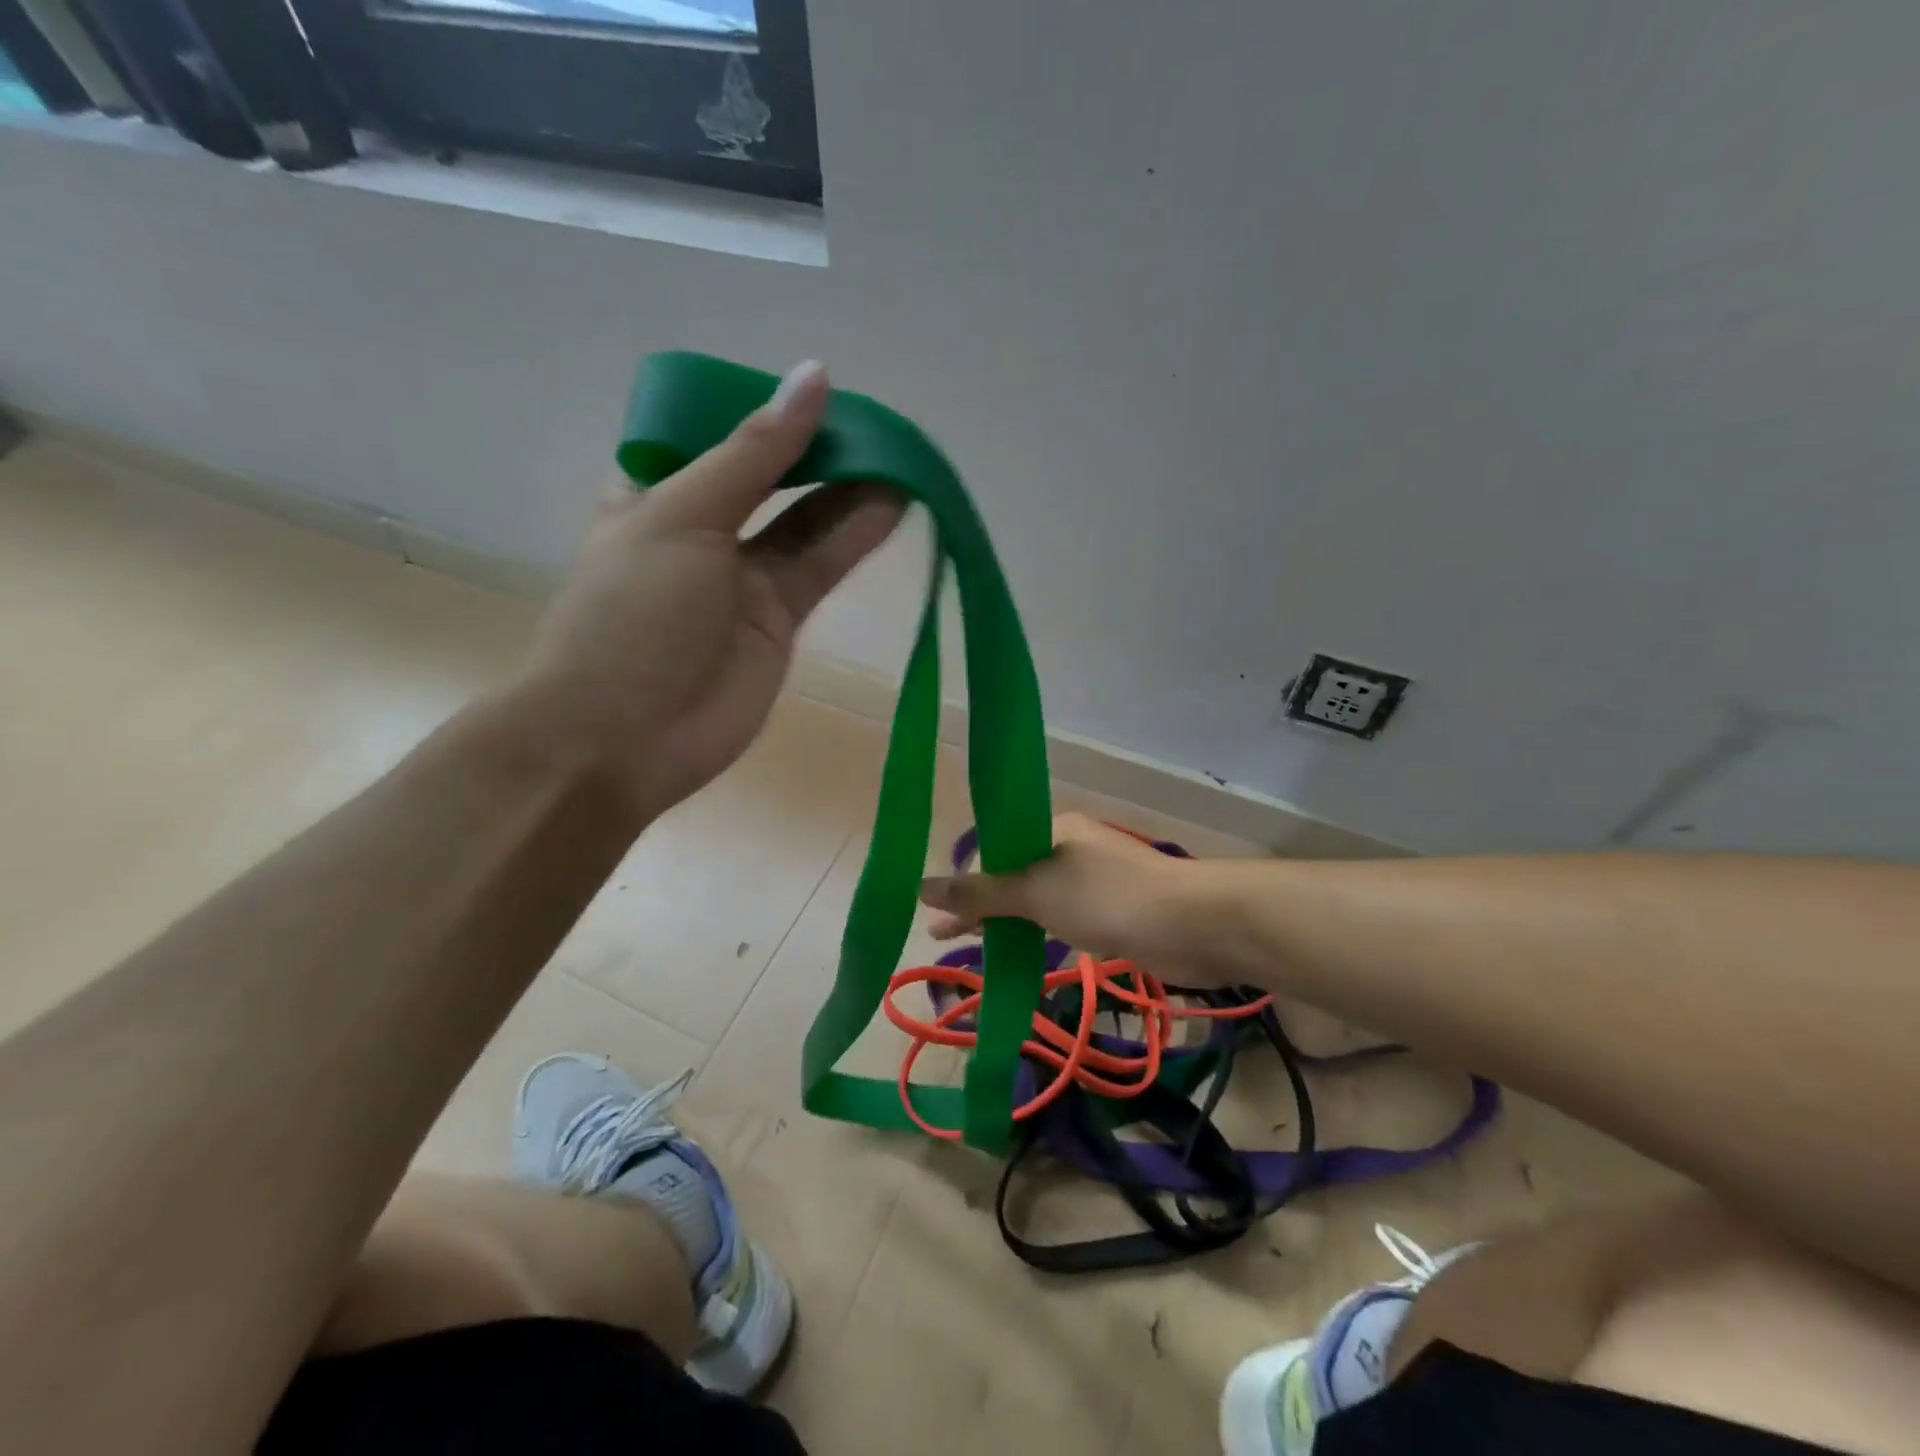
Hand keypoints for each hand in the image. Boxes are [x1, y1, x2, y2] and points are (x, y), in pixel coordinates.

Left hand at [510, 361, 902, 819]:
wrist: (625, 738)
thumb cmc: (632, 614)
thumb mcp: (684, 514)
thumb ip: (755, 453)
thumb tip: (815, 376)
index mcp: (654, 492)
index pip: (713, 432)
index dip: (763, 409)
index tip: (816, 388)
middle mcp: (700, 529)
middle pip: (769, 476)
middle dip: (817, 449)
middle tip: (874, 423)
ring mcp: (742, 577)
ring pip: (804, 521)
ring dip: (848, 490)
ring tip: (900, 457)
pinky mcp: (778, 619)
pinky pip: (820, 566)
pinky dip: (855, 537)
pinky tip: (894, 504)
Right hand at [919, 812, 1215, 979]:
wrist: (1195, 924)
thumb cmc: (1109, 899)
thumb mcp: (1036, 893)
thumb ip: (979, 894)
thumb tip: (921, 887)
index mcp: (1052, 830)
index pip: (992, 849)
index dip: (962, 881)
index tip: (939, 917)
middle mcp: (1070, 848)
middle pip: (1011, 873)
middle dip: (979, 905)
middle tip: (944, 938)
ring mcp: (1093, 880)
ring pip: (1036, 898)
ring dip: (1006, 921)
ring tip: (976, 949)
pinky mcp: (1112, 911)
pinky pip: (1061, 917)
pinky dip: (1037, 932)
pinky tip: (1022, 951)